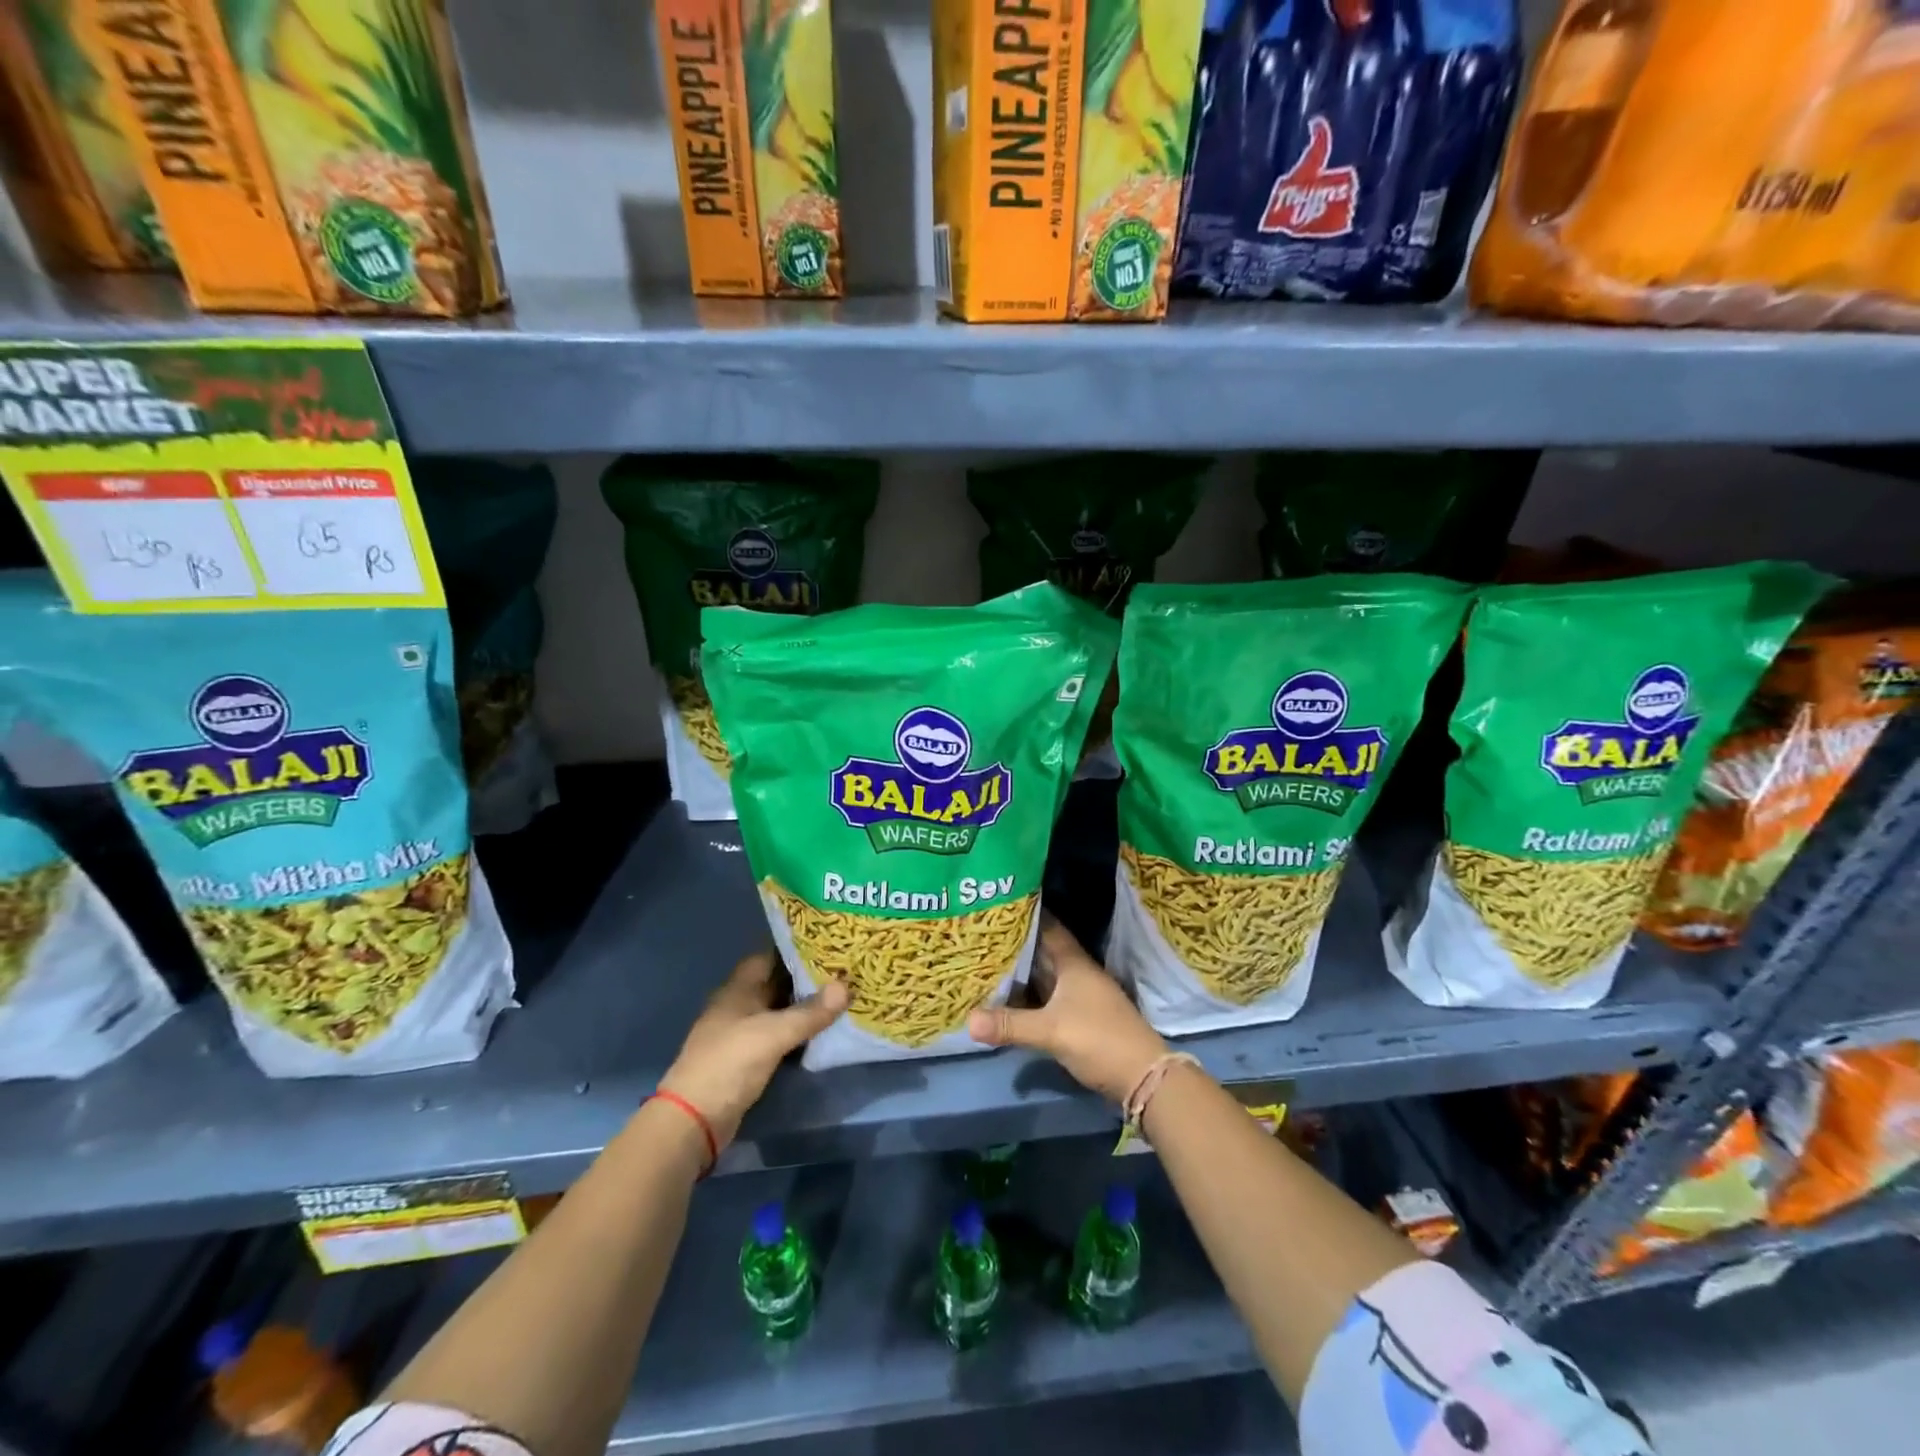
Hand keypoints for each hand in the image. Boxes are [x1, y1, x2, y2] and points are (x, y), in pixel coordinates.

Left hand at [658, 951, 848, 1147]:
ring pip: (780, 1010)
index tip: (828, 944)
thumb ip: (810, 1012)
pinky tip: (823, 1030)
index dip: (796, 948)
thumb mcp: (772, 1034)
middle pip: (776, 983)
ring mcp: (742, 1032)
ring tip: (841, 996)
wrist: (693, 1120)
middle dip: (806, 977)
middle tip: (843, 970)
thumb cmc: (729, 1063)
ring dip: (804, 1006)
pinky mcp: (749, 1058)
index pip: (769, 955)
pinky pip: (779, 1035)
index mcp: (738, 989)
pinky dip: (798, 1031)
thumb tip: (846, 985)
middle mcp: (740, 1005)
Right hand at [967, 916, 1166, 1103]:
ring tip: (986, 962)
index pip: (1048, 927)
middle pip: (1042, 952)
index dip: (1026, 915)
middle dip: (1015, 944)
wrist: (1142, 1076)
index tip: (998, 906)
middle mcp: (1077, 973)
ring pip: (1044, 976)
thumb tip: (968, 1021)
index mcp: (1073, 963)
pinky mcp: (1079, 1017)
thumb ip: (1009, 1024)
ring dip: (1020, 972)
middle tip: (982, 934)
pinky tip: (1007, 998)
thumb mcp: (1050, 1031)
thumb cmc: (1098, 1039)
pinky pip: (1047, 998)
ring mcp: (1080, 996)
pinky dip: (1028, 995)